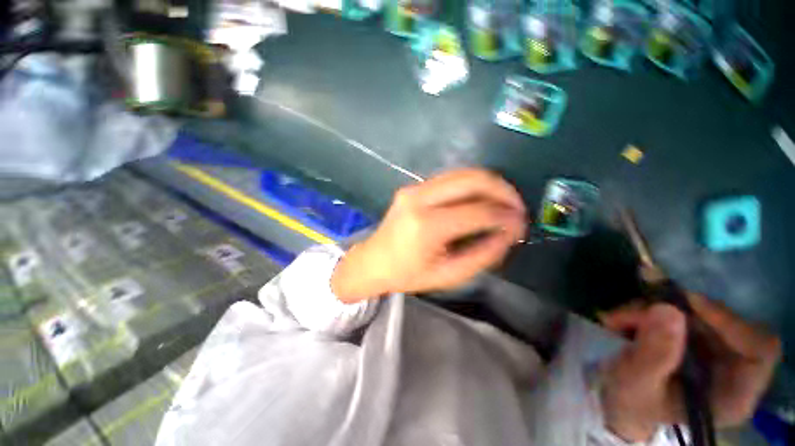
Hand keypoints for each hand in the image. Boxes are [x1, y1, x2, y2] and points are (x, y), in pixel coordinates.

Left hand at [331, 169, 525, 301]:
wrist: (373, 261)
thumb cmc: (408, 274)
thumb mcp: (448, 275)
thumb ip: (483, 254)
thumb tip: (509, 233)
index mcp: (426, 226)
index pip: (477, 212)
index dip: (505, 216)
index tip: (521, 224)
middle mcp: (419, 198)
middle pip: (471, 179)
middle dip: (502, 190)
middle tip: (516, 207)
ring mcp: (414, 188)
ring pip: (462, 173)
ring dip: (488, 184)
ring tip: (503, 202)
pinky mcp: (412, 187)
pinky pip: (450, 179)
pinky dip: (471, 186)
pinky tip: (480, 200)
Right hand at [599, 295, 780, 441]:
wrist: (622, 401)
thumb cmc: (632, 403)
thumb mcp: (635, 384)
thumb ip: (653, 355)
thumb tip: (667, 309)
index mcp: (733, 395)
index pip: (759, 350)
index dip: (731, 323)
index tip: (688, 304)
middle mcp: (734, 370)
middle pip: (724, 325)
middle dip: (676, 313)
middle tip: (631, 313)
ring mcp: (717, 351)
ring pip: (698, 313)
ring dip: (655, 309)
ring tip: (616, 320)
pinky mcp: (698, 336)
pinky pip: (681, 310)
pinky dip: (650, 309)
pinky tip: (625, 319)